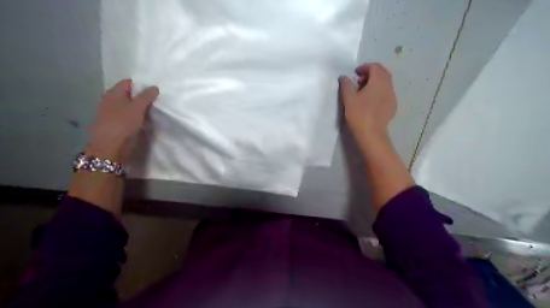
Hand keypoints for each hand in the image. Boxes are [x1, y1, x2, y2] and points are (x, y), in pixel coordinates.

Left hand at [85, 78, 158, 163]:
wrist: (111, 145)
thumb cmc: (123, 122)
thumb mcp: (138, 107)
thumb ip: (146, 96)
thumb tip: (154, 87)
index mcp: (113, 93)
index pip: (128, 83)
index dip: (140, 84)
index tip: (153, 90)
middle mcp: (110, 100)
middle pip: (127, 94)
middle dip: (140, 96)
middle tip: (155, 100)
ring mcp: (111, 113)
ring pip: (127, 106)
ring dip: (138, 107)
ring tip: (151, 110)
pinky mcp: (115, 124)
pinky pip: (127, 116)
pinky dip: (134, 116)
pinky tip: (143, 120)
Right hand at [340, 62, 394, 143]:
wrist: (371, 134)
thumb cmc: (359, 114)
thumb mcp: (348, 98)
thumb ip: (346, 84)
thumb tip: (344, 77)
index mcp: (379, 81)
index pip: (375, 67)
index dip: (364, 67)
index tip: (355, 74)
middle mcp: (388, 87)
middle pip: (382, 73)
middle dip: (370, 74)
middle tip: (358, 81)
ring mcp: (392, 97)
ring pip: (385, 84)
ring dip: (375, 83)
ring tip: (363, 92)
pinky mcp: (392, 107)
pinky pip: (386, 93)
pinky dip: (378, 92)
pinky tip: (370, 102)